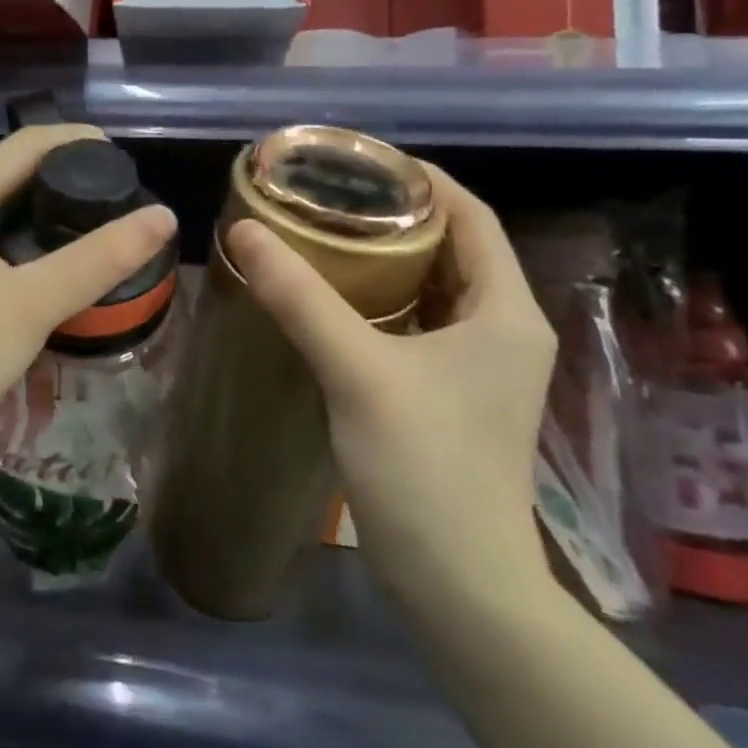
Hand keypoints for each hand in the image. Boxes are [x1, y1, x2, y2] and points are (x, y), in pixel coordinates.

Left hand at [0, 125, 176, 479]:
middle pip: (6, 176)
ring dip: (42, 213)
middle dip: (61, 176)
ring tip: (94, 227)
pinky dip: (22, 246)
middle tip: (117, 195)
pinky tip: (51, 269)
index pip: (21, 146)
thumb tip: (164, 216)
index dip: (74, 140)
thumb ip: (99, 259)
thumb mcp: (32, 304)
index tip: (124, 156)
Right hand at [225, 163, 556, 608]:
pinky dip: (380, 298)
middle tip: (327, 195)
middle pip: (452, 246)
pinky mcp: (451, 392)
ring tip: (323, 233)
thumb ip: (300, 297)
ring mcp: (479, 364)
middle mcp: (502, 328)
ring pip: (432, 285)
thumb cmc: (425, 467)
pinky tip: (332, 297)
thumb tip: (244, 231)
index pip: (469, 215)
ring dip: (385, 257)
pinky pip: (417, 321)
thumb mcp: (358, 371)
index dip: (419, 179)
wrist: (458, 585)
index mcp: (504, 310)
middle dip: (394, 214)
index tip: (357, 162)